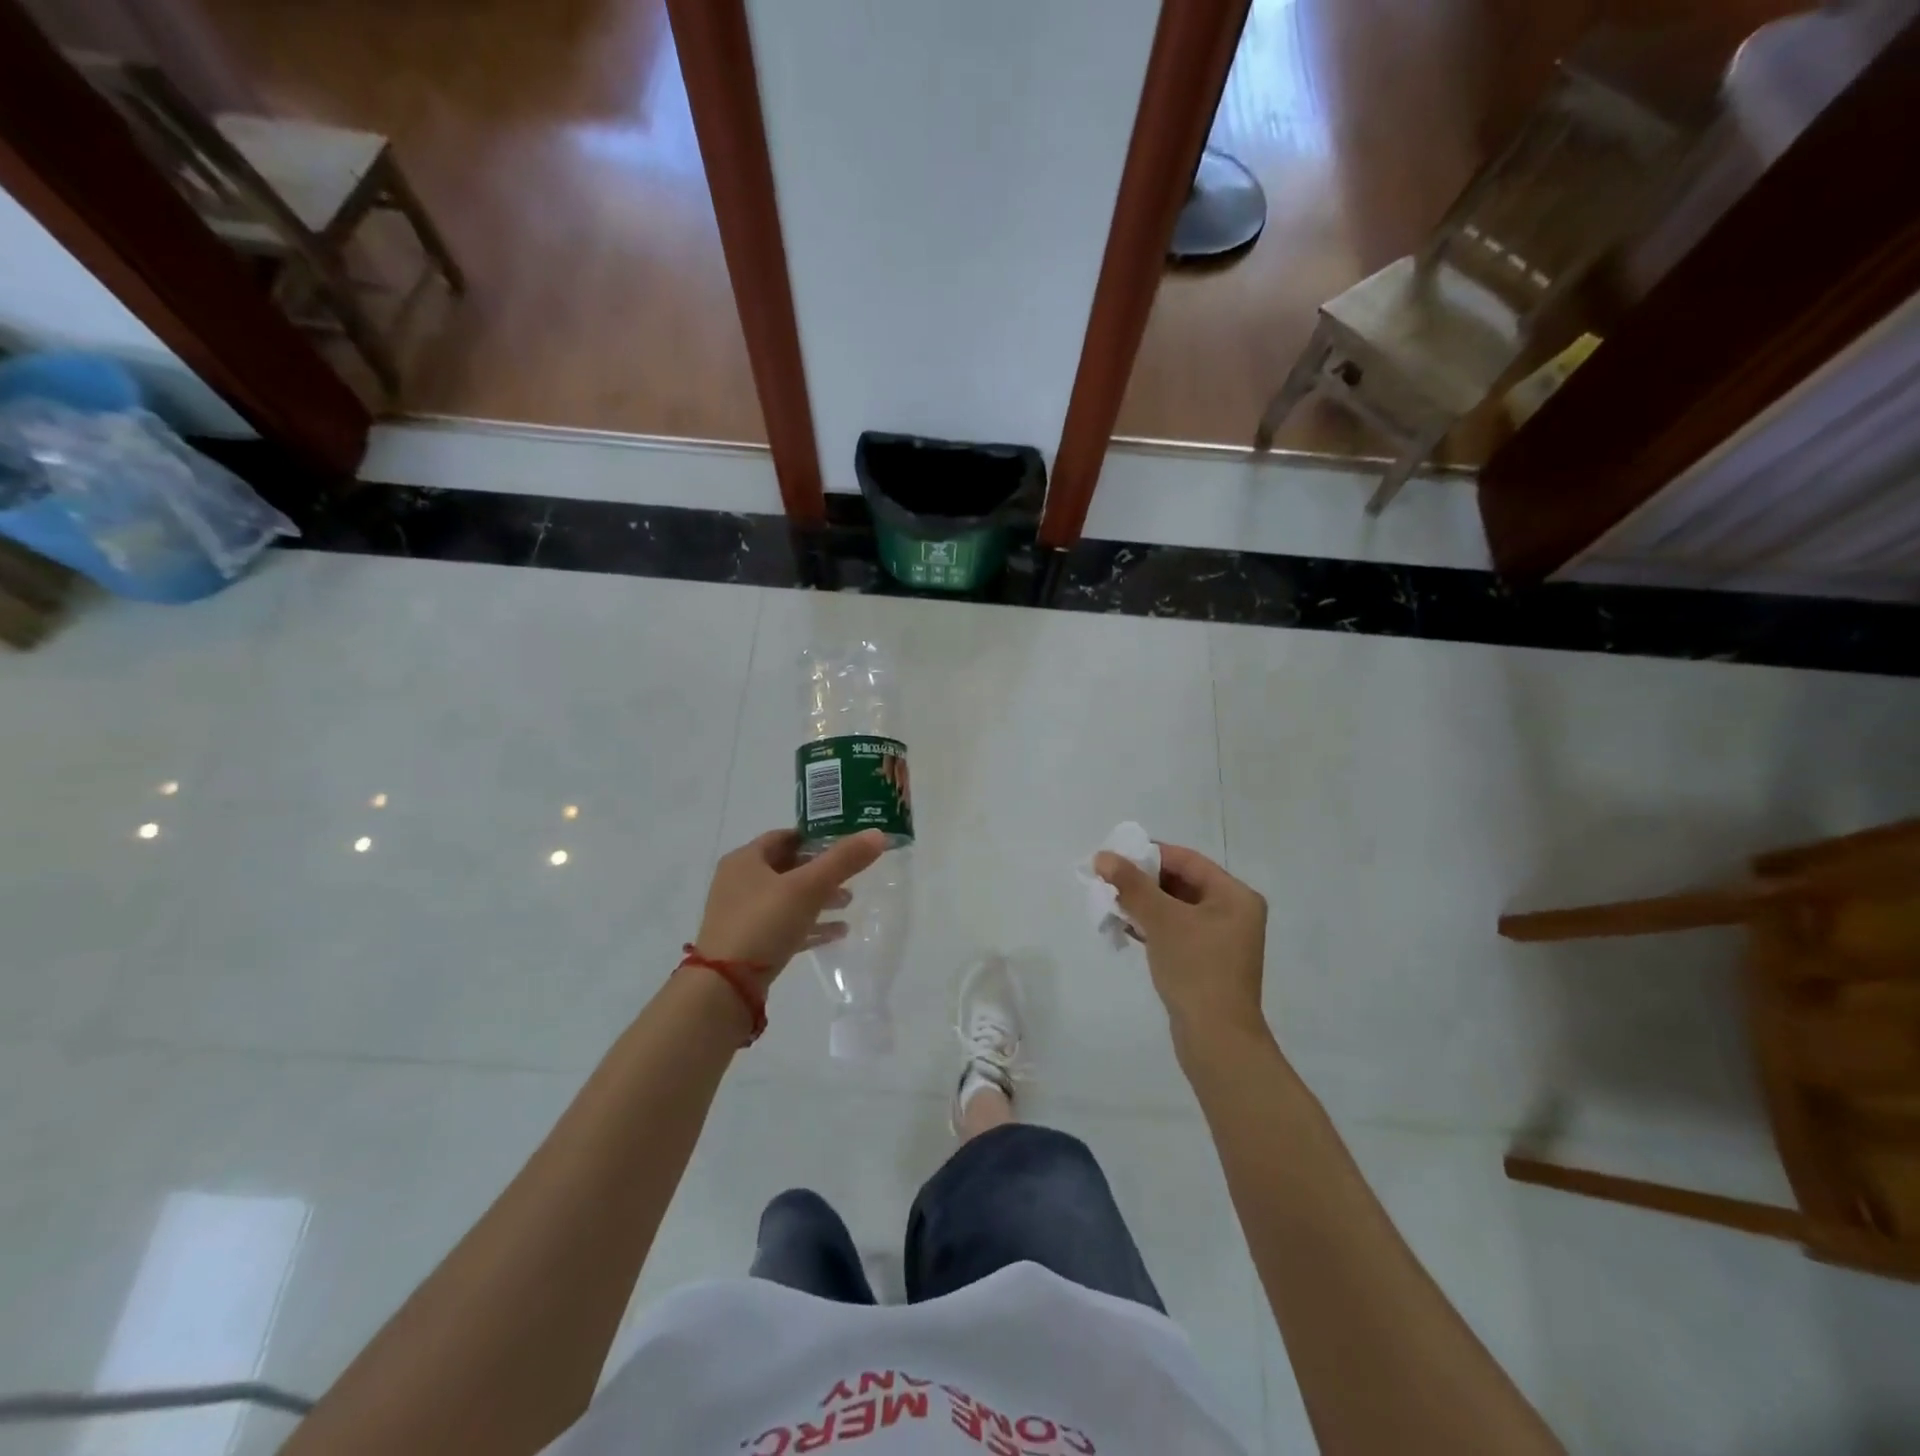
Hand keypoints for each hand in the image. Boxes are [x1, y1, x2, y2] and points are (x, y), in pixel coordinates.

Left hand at [694, 829, 886, 978]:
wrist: (725, 987)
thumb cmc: (764, 922)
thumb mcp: (808, 887)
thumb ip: (843, 860)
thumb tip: (878, 834)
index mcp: (745, 860)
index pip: (785, 837)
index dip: (816, 837)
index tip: (846, 844)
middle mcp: (738, 882)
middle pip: (787, 868)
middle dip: (821, 871)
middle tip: (851, 876)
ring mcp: (741, 915)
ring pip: (787, 898)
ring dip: (818, 899)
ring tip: (849, 904)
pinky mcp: (748, 944)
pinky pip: (785, 926)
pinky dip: (810, 925)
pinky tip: (837, 933)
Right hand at [1094, 842, 1269, 1048]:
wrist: (1216, 1039)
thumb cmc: (1196, 969)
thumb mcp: (1162, 920)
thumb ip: (1132, 885)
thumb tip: (1102, 856)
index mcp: (1235, 896)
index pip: (1187, 860)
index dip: (1150, 854)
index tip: (1115, 856)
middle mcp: (1233, 913)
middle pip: (1181, 882)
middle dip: (1143, 880)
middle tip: (1107, 879)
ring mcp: (1221, 940)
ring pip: (1175, 908)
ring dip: (1143, 903)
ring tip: (1110, 902)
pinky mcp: (1206, 962)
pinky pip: (1175, 931)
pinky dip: (1151, 926)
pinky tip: (1124, 928)